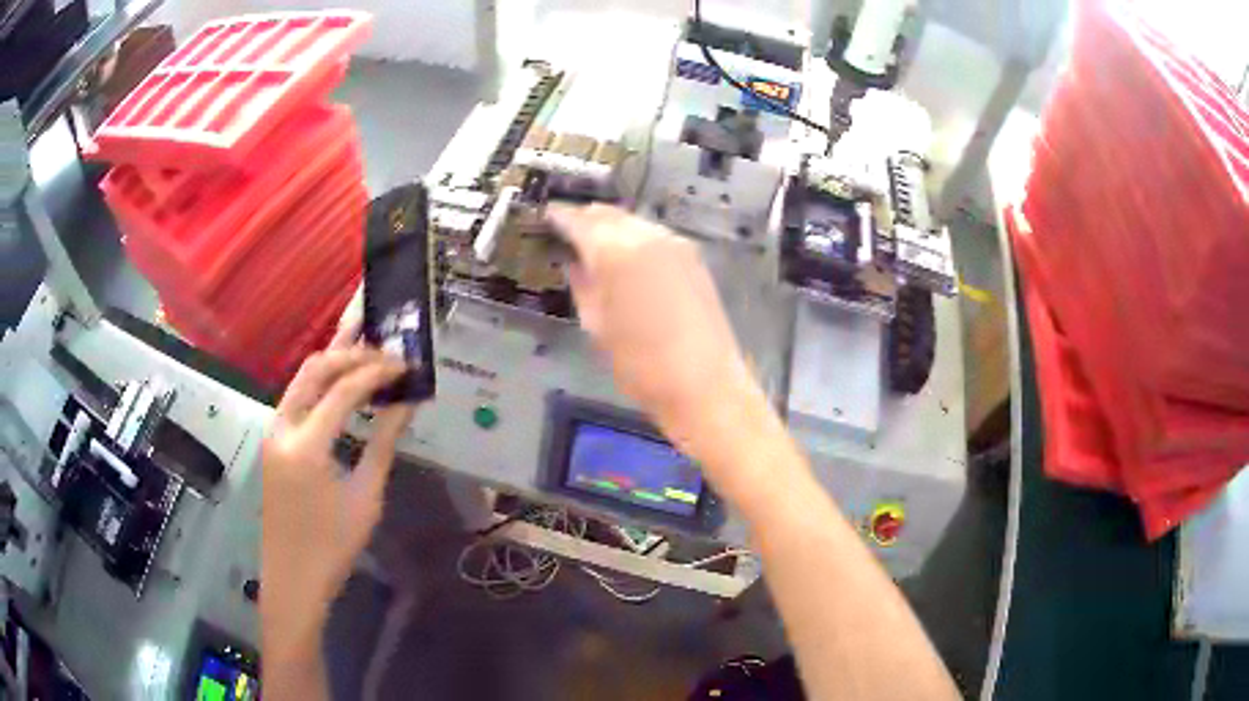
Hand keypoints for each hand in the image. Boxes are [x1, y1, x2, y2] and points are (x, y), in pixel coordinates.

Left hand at [261, 321, 411, 660]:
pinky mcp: (272, 440)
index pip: (343, 389)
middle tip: (386, 350)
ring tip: (366, 352)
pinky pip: (297, 397)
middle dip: (351, 353)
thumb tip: (406, 404)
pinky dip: (321, 384)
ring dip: (333, 362)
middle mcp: (282, 427)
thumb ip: (383, 444)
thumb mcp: (366, 497)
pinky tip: (342, 384)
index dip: (377, 371)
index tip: (405, 363)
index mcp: (306, 445)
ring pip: (301, 379)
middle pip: (315, 369)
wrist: (293, 577)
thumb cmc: (333, 545)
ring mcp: (273, 431)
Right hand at [548, 205, 768, 479]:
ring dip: (612, 226)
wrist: (705, 386)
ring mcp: (675, 244)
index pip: (579, 221)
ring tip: (594, 242)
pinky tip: (627, 256)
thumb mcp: (597, 326)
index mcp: (615, 251)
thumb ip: (582, 285)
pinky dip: (635, 238)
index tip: (546, 218)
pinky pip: (655, 236)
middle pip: (609, 215)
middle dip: (586, 218)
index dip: (560, 217)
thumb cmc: (640, 365)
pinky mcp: (693, 258)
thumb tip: (575, 263)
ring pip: (634, 222)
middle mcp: (646, 236)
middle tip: (567, 228)